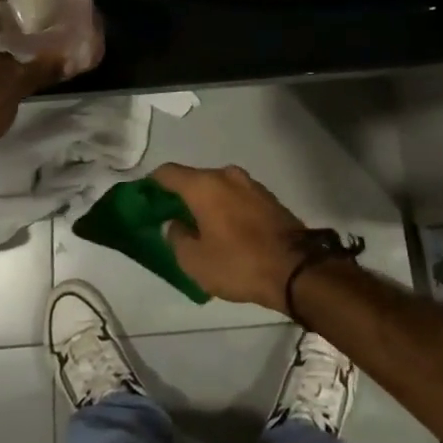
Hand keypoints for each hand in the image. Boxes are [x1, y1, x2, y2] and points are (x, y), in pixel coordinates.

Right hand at [152, 163, 310, 312]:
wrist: (296, 269)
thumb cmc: (238, 263)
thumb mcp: (195, 261)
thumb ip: (176, 238)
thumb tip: (175, 223)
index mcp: (204, 185)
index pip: (168, 172)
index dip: (152, 184)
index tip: (145, 199)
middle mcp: (226, 175)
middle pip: (194, 179)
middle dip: (181, 196)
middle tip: (172, 220)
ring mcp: (250, 184)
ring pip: (218, 187)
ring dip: (207, 202)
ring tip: (201, 228)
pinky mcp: (268, 197)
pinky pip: (237, 197)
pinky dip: (226, 208)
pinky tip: (226, 230)